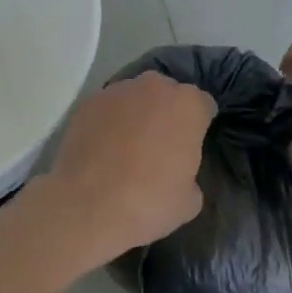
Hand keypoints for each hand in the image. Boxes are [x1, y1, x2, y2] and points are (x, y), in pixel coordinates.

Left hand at [39, 72, 214, 264]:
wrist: (88, 205)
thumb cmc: (149, 202)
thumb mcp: (190, 200)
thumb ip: (190, 173)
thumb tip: (178, 172)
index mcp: (188, 104)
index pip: (204, 105)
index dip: (200, 124)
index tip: (193, 143)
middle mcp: (154, 87)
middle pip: (168, 93)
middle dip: (167, 112)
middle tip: (161, 144)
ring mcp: (117, 91)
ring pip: (135, 97)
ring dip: (136, 114)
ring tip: (128, 146)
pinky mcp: (88, 103)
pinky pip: (107, 108)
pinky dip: (109, 121)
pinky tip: (103, 148)